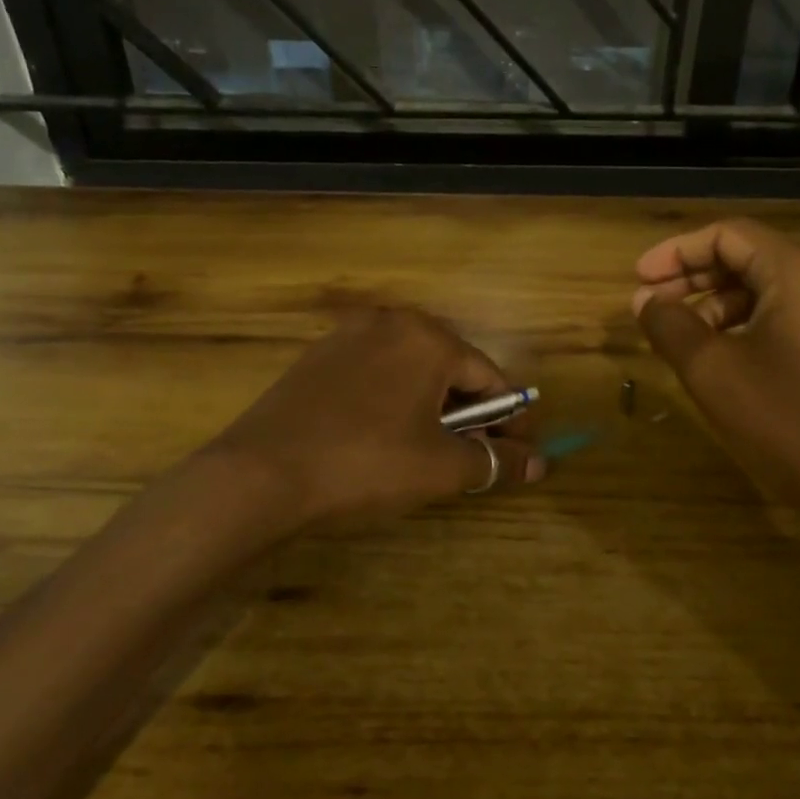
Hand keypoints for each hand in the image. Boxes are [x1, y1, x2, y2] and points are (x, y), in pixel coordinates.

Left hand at [207, 307, 543, 527]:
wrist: (259, 475)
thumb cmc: (365, 463)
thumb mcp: (440, 466)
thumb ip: (495, 461)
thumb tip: (539, 464)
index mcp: (427, 337)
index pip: (490, 377)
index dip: (511, 419)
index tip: (520, 453)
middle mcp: (390, 322)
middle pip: (451, 369)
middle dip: (471, 414)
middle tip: (476, 457)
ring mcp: (347, 336)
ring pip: (411, 372)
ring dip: (433, 409)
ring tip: (433, 453)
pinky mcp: (317, 358)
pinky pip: (376, 376)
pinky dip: (395, 403)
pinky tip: (386, 439)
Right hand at [632, 219, 799, 515]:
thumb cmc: (787, 422)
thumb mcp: (712, 372)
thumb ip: (671, 325)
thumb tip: (645, 300)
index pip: (729, 235)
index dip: (676, 251)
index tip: (639, 279)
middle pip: (751, 257)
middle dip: (695, 276)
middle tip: (652, 303)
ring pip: (770, 287)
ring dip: (719, 303)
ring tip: (682, 335)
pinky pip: (791, 314)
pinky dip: (749, 323)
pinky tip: (723, 354)